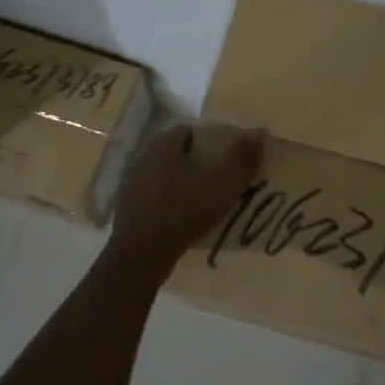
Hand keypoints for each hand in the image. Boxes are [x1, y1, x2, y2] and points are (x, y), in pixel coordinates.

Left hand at [111, 123, 262, 265]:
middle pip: (175, 154)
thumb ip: (240, 159)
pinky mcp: (127, 210)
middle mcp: (143, 159)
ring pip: (163, 177)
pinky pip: (154, 200)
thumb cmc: (184, 210)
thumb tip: (257, 132)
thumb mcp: (222, 185)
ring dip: (181, 185)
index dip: (208, 141)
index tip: (224, 156)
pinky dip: (168, 205)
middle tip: (217, 179)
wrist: (142, 253)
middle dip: (195, 163)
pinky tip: (183, 220)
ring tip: (203, 202)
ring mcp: (131, 185)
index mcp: (163, 146)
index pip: (187, 131)